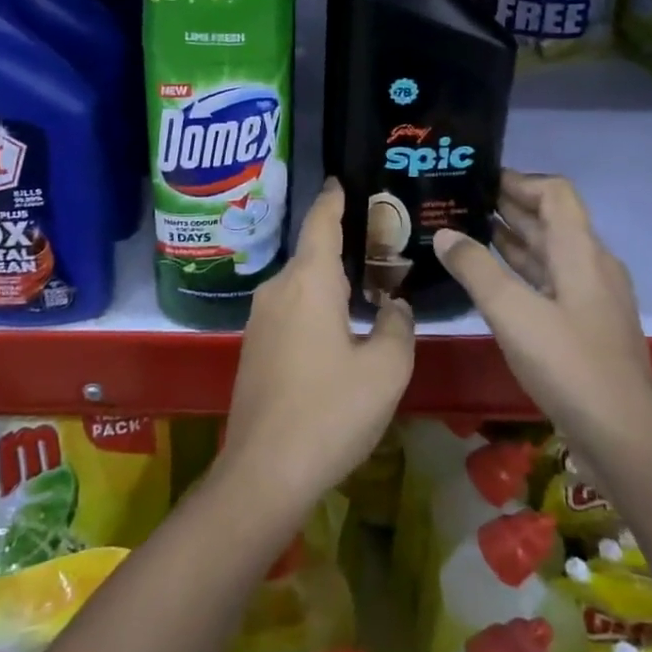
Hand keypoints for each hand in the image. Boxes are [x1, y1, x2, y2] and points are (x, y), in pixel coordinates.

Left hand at [221, 178, 414, 510]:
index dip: (334, 198)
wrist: (264, 472)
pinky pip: (291, 310)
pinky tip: (338, 328)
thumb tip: (394, 306)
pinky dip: (316, 306)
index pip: (321, 221)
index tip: (341, 179)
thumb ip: (397, 326)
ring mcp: (260, 319)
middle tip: (380, 242)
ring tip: (365, 284)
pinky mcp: (254, 348)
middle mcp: (278, 289)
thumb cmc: (330, 411)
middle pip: (313, 254)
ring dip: (330, 282)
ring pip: (302, 285)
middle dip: (343, 245)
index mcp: (309, 281)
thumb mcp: (385, 369)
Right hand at [435, 171, 651, 453]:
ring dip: (512, 239)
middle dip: (508, 207)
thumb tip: (444, 233)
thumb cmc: (569, 364)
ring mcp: (591, 298)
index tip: (478, 179)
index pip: (554, 192)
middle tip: (460, 202)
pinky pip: (549, 281)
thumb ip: (475, 268)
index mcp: (581, 251)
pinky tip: (490, 279)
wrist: (624, 438)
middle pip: (551, 220)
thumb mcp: (513, 312)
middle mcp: (591, 265)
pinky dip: (520, 271)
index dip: (519, 180)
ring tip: (466, 232)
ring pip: (549, 253)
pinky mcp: (586, 326)